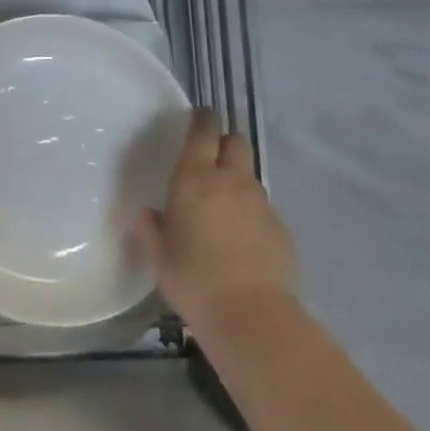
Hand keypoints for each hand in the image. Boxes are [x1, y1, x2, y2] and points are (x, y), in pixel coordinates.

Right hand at [134, 110, 297, 333]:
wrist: (250, 315)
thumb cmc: (193, 278)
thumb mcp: (159, 254)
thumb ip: (151, 228)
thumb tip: (148, 213)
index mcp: (195, 179)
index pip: (203, 133)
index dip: (202, 119)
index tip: (198, 115)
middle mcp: (231, 182)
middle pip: (235, 143)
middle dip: (224, 142)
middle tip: (210, 157)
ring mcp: (260, 203)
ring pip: (249, 175)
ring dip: (236, 179)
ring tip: (222, 204)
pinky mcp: (281, 228)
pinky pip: (262, 207)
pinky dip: (250, 212)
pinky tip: (240, 238)